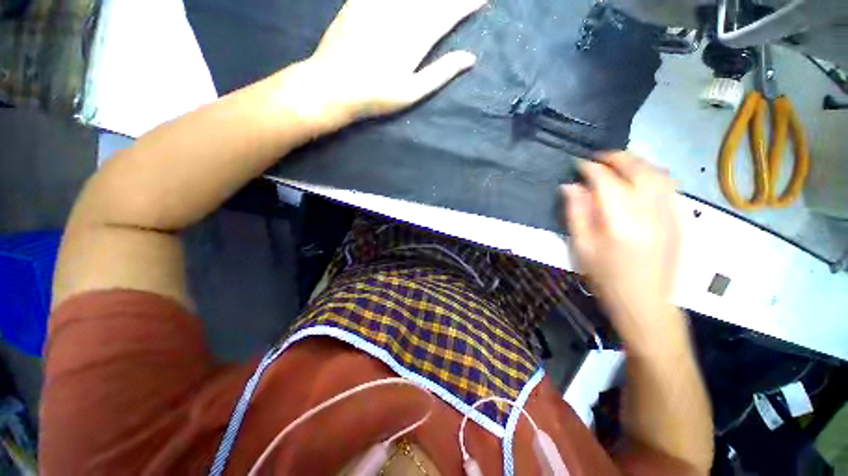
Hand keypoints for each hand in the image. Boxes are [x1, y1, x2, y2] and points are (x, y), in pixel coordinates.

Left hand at [281, 0, 485, 130]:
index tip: (482, 0)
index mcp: (417, 38)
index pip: (449, 14)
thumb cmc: (376, 97)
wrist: (333, 86)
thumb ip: (441, 73)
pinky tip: (409, 0)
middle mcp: (402, 14)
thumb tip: (470, 59)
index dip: (467, 5)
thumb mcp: (411, 93)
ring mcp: (380, 5)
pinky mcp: (360, 1)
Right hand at [562, 152, 684, 351]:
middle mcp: (649, 212)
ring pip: (657, 173)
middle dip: (615, 158)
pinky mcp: (678, 219)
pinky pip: (667, 185)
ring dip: (636, 162)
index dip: (590, 168)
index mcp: (620, 222)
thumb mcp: (581, 247)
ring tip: (617, 164)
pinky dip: (650, 173)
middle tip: (596, 158)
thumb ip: (576, 213)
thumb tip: (570, 186)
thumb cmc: (606, 277)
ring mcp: (668, 214)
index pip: (606, 181)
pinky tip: (637, 179)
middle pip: (637, 170)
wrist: (645, 302)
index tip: (577, 164)